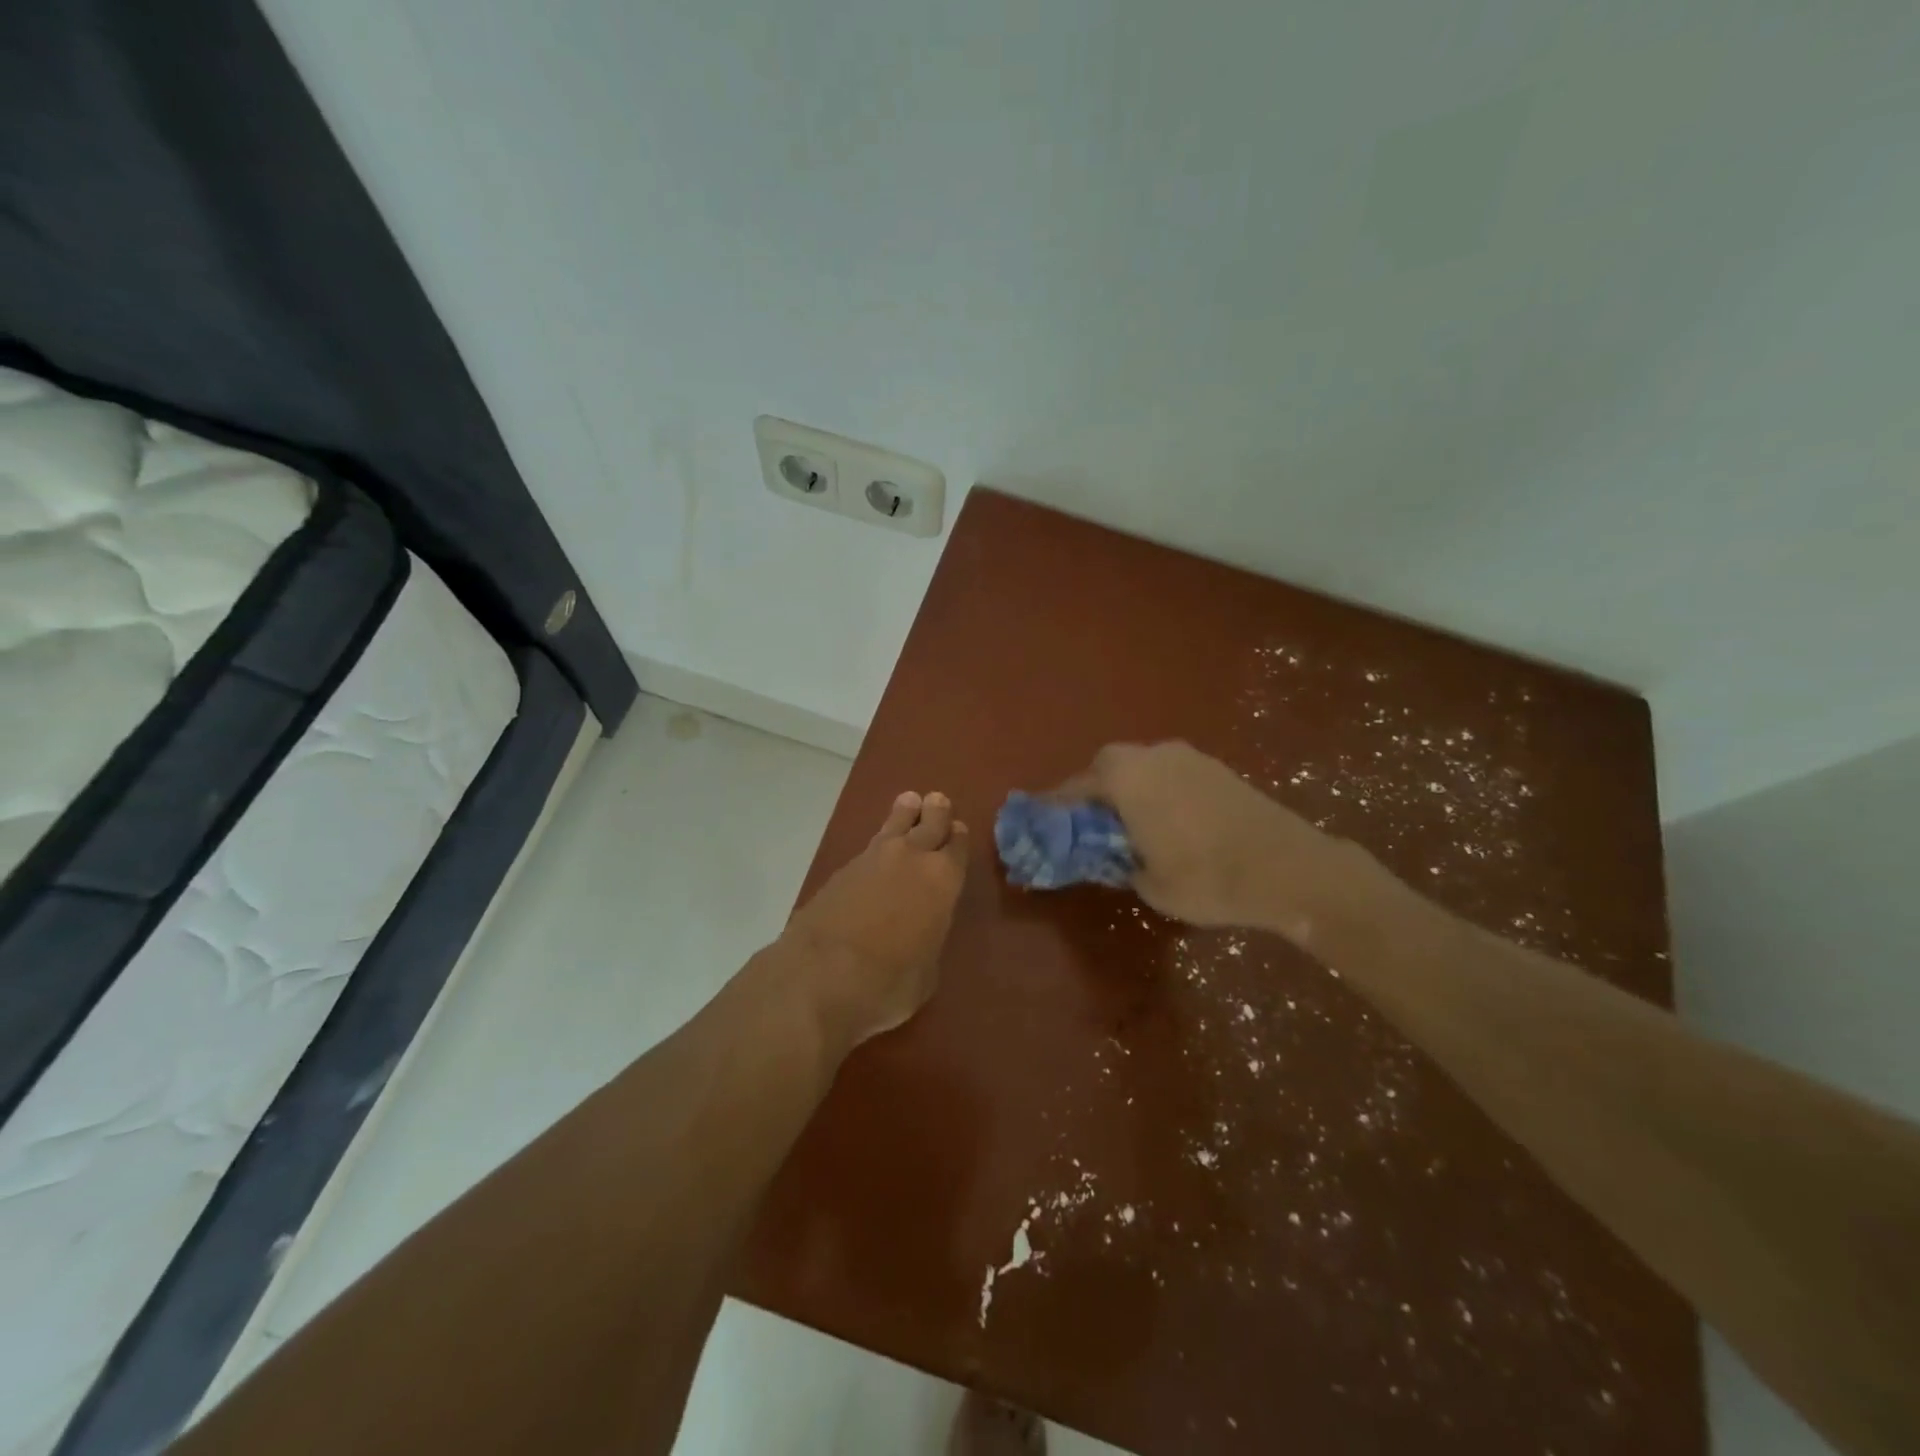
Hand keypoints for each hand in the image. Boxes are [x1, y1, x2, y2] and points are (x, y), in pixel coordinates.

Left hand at [783, 791, 968, 1045]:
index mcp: (943, 880)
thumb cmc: (888, 982)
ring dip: (905, 813)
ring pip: (895, 825)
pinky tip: (880, 847)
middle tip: (938, 801)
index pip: (957, 847)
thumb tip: (921, 932)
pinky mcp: (841, 869)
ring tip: (909, 802)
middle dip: (936, 812)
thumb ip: (929, 939)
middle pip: (929, 823)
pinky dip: (880, 841)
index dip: (958, 838)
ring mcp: (873, 859)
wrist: (821, 974)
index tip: (958, 830)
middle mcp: (912, 858)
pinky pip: (870, 846)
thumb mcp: (926, 971)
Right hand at [1057, 741, 1372, 942]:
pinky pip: (1170, 772)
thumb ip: (1121, 863)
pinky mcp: (1215, 767)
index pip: (1075, 787)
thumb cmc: (1207, 877)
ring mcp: (1188, 757)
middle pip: (1108, 765)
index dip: (1056, 805)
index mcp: (1126, 779)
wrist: (1289, 868)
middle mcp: (1152, 756)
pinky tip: (1167, 819)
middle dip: (1094, 790)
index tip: (1042, 820)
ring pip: (1141, 765)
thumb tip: (1116, 856)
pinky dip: (1158, 790)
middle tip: (1091, 823)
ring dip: (1128, 787)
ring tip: (1129, 823)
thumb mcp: (1150, 884)